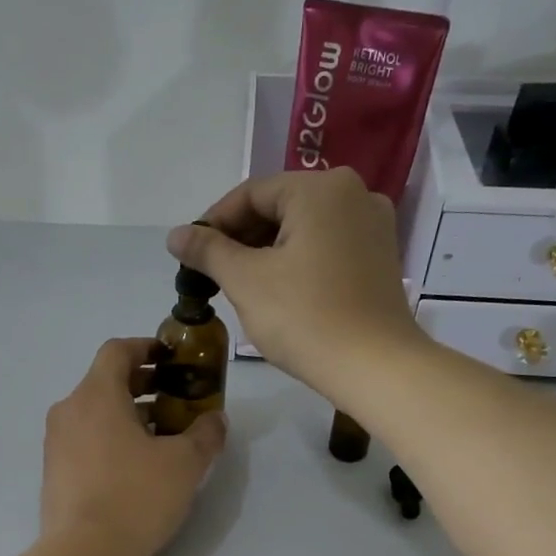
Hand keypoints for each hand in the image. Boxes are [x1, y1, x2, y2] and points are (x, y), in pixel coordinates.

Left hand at [41, 338, 226, 555]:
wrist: (83, 554)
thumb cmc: (136, 496)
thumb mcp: (185, 463)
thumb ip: (205, 434)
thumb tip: (215, 419)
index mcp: (96, 395)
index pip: (116, 350)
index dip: (145, 347)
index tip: (170, 358)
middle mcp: (69, 411)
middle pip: (105, 382)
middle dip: (143, 385)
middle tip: (175, 398)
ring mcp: (56, 443)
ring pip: (94, 413)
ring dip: (128, 414)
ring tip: (162, 436)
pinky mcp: (54, 472)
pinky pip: (85, 440)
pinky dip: (110, 438)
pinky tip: (136, 466)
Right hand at [166, 169, 423, 397]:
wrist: (375, 366)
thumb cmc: (305, 317)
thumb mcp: (246, 281)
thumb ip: (208, 251)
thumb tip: (175, 234)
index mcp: (320, 189)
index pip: (251, 194)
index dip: (213, 223)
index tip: (190, 256)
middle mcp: (353, 193)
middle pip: (279, 207)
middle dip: (240, 239)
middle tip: (212, 274)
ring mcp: (372, 225)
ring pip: (303, 228)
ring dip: (266, 252)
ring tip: (239, 286)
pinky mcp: (380, 256)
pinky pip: (326, 245)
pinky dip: (296, 261)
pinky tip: (278, 291)